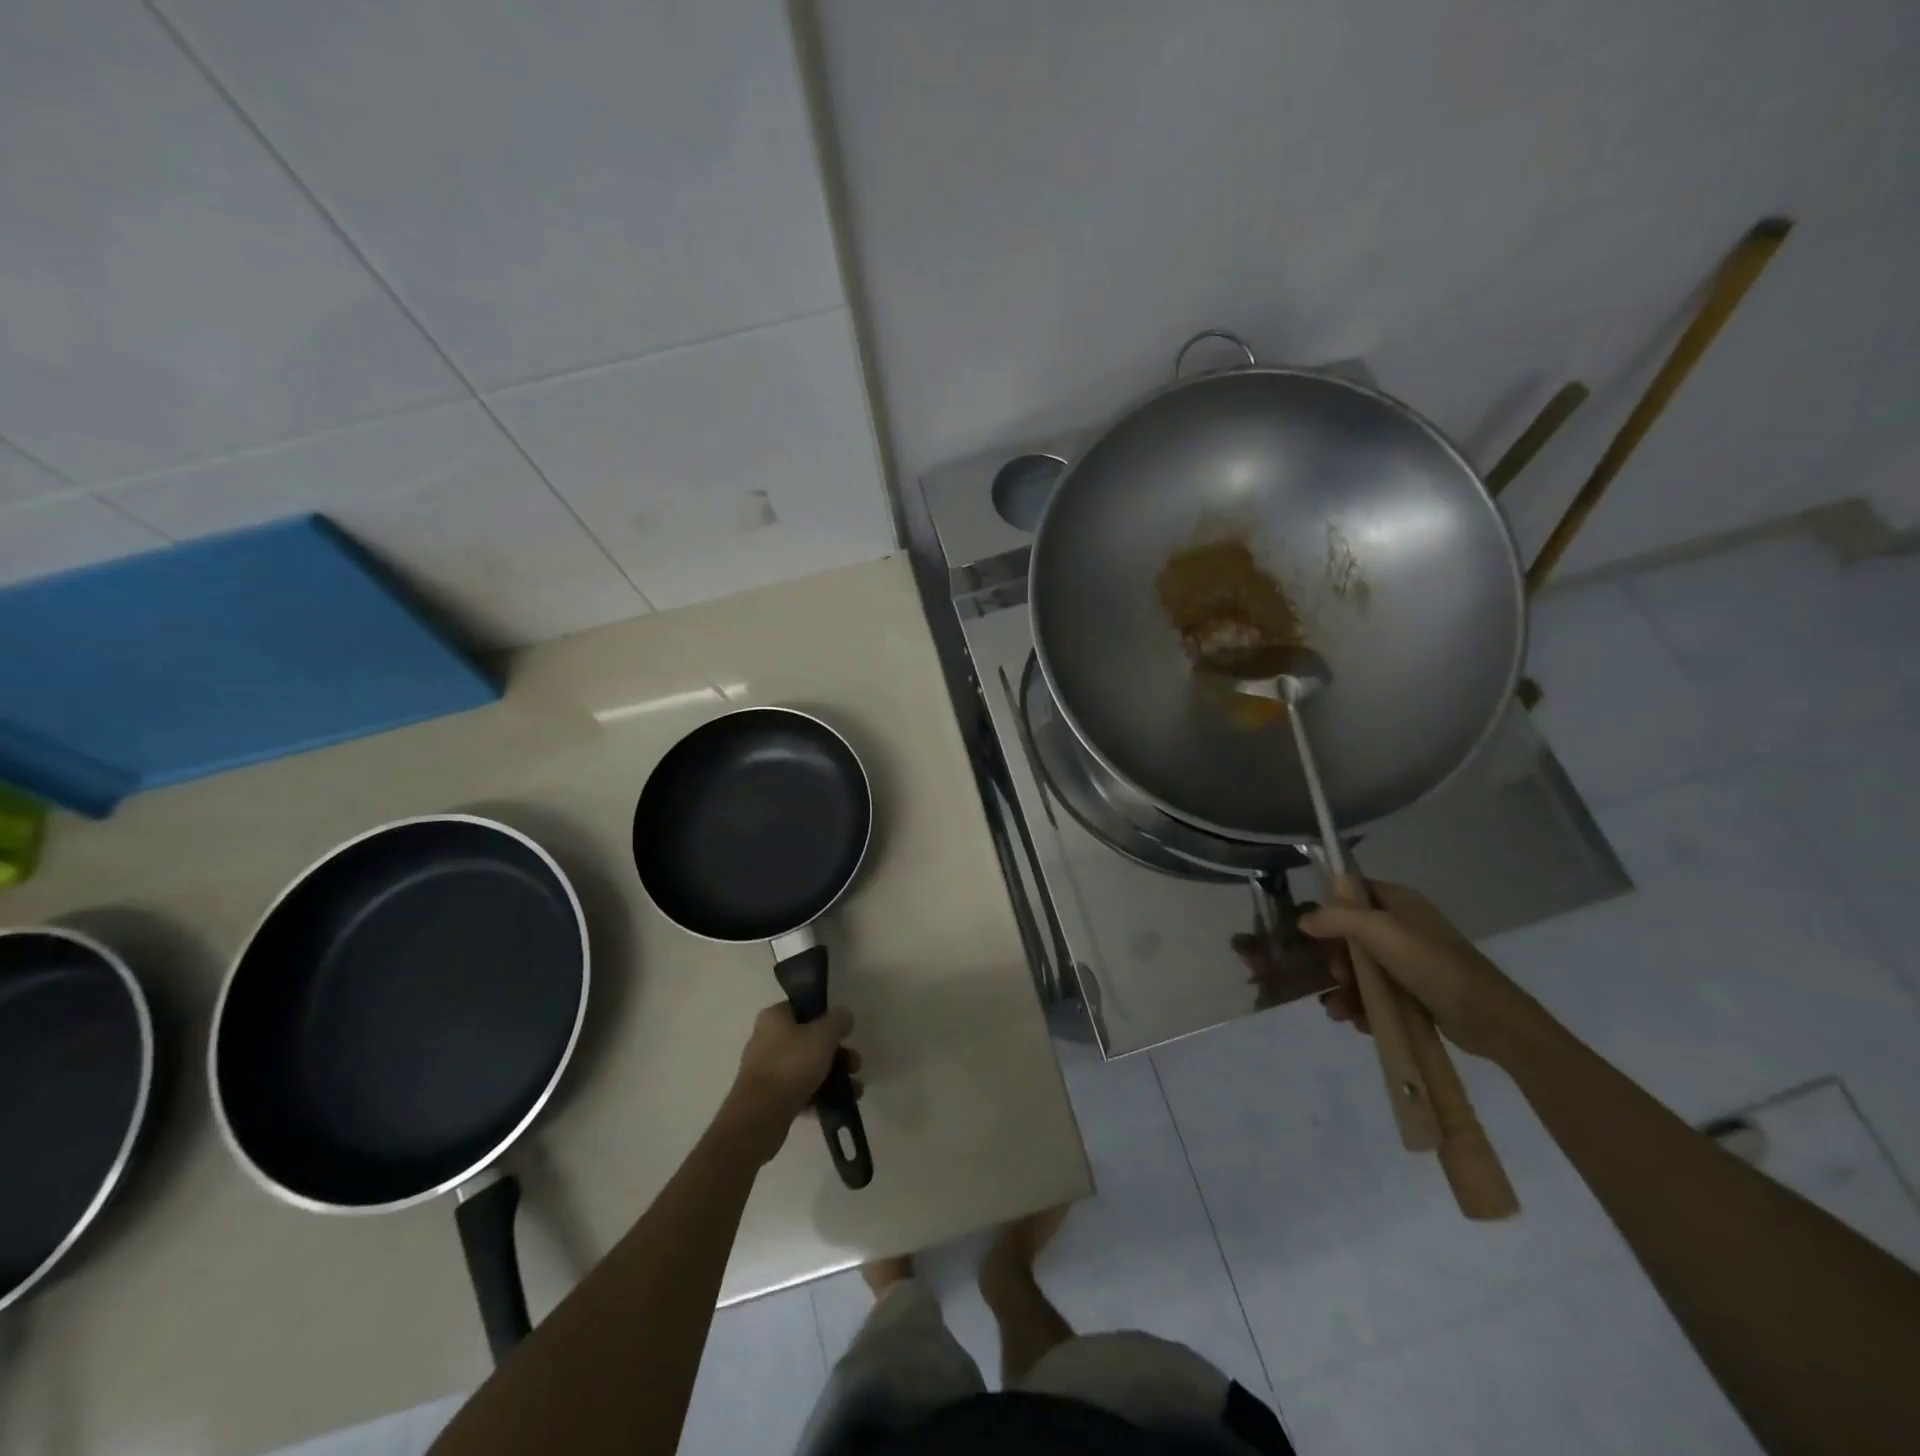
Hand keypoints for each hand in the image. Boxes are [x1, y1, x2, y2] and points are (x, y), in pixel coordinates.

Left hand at [718, 1003, 858, 1164]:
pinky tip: (839, 1103)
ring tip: (855, 1089)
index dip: (827, 1017)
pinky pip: (801, 1090)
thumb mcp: (823, 1035)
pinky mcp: (770, 1098)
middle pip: (809, 1040)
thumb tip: (844, 1016)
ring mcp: (767, 1070)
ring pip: (808, 1067)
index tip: (845, 1032)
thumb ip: (838, 1021)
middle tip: (855, 1064)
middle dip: (837, 1053)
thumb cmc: (792, 1064)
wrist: (760, 1117)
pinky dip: (820, 1094)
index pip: (804, 1008)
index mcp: (774, 1017)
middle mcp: (767, 1039)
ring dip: (833, 1075)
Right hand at [1298, 879, 1544, 1062]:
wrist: (1489, 1018)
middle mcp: (1402, 926)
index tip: (1313, 931)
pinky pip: (1377, 993)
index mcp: (1398, 902)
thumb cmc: (1432, 963)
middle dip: (1338, 959)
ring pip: (1362, 968)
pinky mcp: (1414, 992)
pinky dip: (1363, 1006)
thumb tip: (1304, 919)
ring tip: (1338, 1012)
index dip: (1330, 907)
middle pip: (1351, 934)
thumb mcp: (1378, 931)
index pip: (1352, 892)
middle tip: (1337, 976)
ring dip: (1345, 989)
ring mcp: (1409, 961)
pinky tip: (1357, 1022)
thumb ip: (1337, 918)